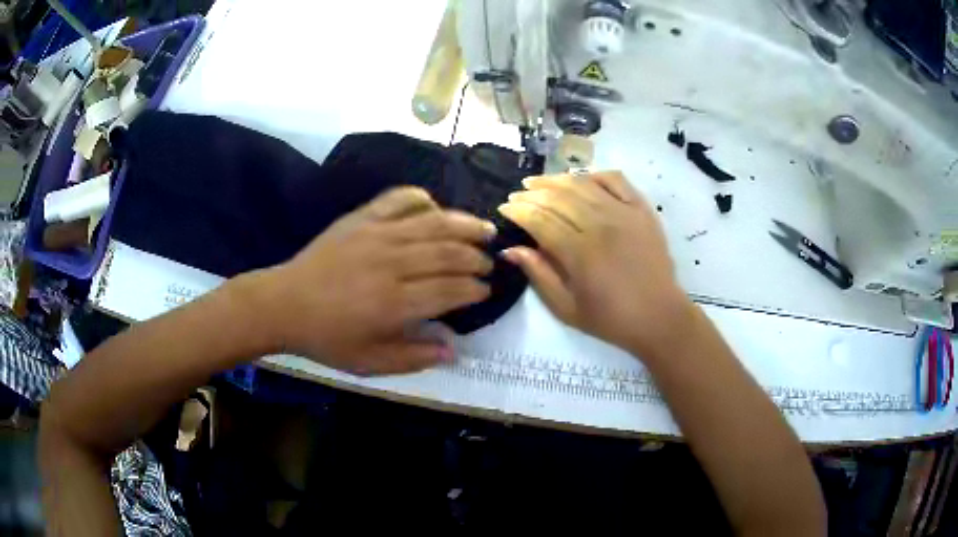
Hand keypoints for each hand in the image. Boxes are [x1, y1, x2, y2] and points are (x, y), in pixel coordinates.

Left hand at [251, 187, 495, 375]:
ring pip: (432, 224)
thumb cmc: (326, 338)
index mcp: (394, 304)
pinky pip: (398, 199)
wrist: (284, 304)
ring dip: (464, 225)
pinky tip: (434, 206)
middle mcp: (392, 264)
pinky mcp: (361, 219)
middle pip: (448, 253)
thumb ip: (413, 357)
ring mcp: (376, 235)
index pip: (449, 290)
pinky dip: (421, 199)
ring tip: (485, 228)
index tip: (485, 291)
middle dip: (475, 258)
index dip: (474, 289)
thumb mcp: (369, 362)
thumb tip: (452, 350)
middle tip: (488, 264)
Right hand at [498, 171, 692, 358]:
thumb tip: (511, 249)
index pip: (540, 220)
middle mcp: (601, 225)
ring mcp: (624, 212)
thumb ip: (539, 275)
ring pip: (583, 184)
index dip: (518, 211)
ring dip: (556, 180)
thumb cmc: (611, 319)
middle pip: (558, 197)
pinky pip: (615, 180)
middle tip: (517, 196)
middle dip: (531, 194)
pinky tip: (581, 179)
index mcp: (580, 253)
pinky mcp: (642, 209)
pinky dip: (595, 175)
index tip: (504, 208)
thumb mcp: (567, 308)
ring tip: (539, 182)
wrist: (660, 317)